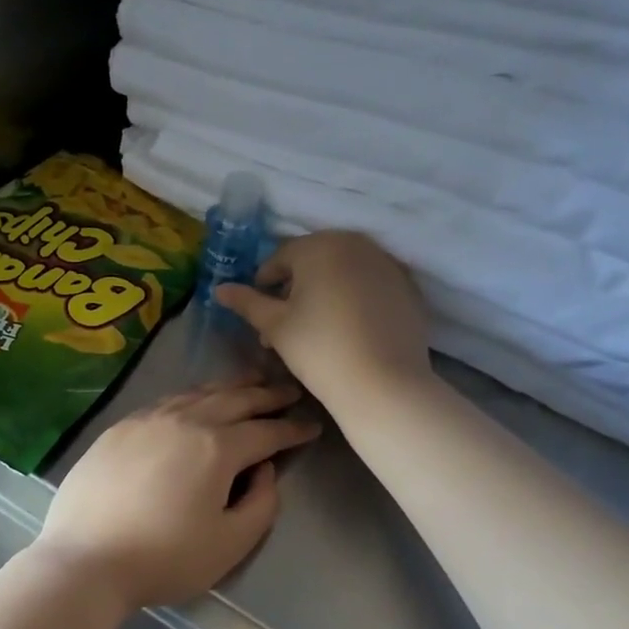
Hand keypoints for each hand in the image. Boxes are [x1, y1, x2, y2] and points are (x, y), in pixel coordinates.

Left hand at [33, 381, 319, 612]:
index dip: (292, 429)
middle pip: (234, 399)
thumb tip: (264, 469)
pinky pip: (167, 400)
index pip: (265, 431)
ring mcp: (147, 419)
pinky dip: (192, 395)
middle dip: (266, 396)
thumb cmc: (164, 558)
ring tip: (250, 384)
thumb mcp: (230, 543)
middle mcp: (184, 420)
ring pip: (198, 392)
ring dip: (230, 387)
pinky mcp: (119, 427)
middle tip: (289, 392)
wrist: (85, 559)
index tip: (312, 426)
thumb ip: (261, 503)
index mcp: (216, 447)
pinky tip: (195, 400)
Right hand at [215, 232, 431, 406]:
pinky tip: (347, 329)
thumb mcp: (274, 326)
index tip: (259, 312)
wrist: (383, 384)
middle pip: (314, 261)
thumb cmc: (319, 349)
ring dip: (324, 291)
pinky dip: (354, 298)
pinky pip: (370, 285)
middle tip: (284, 323)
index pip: (280, 258)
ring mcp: (387, 264)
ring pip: (343, 271)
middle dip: (295, 287)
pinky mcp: (408, 287)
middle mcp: (356, 244)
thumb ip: (246, 302)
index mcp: (320, 246)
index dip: (264, 284)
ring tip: (314, 328)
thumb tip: (219, 289)